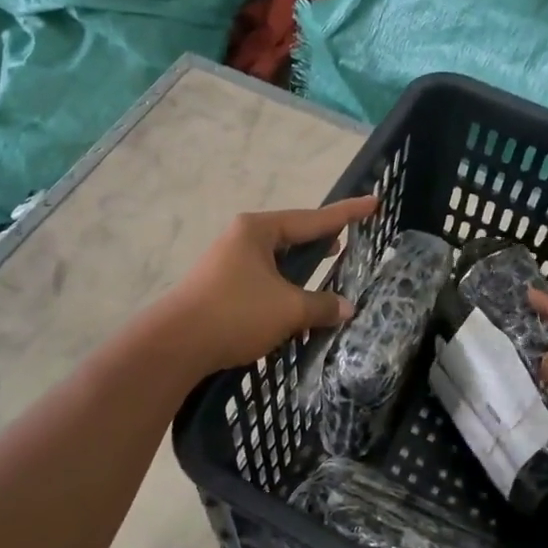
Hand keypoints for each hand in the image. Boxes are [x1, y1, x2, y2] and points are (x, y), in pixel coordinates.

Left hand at [160, 197, 378, 373]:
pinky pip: (264, 280)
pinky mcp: (220, 287)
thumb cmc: (235, 313)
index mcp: (258, 230)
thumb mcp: (288, 308)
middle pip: (292, 235)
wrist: (174, 345)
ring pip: (277, 261)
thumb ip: (321, 305)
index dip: (346, 213)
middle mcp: (242, 238)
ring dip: (302, 269)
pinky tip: (296, 304)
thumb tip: (346, 308)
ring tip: (326, 267)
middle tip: (348, 240)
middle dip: (321, 240)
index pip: (313, 219)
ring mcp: (227, 262)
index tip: (372, 202)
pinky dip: (285, 287)